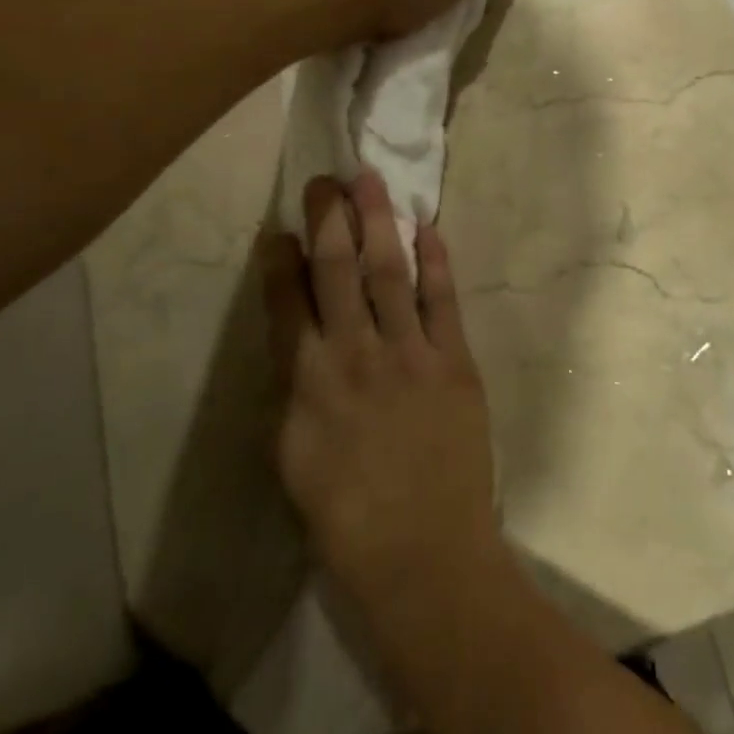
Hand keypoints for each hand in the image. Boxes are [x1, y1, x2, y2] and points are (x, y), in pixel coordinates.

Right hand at [263, 171, 501, 607]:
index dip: (280, 261)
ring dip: (378, 223)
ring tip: (369, 182)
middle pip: (337, 272)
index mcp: (306, 384)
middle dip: (328, 222)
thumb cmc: (347, 520)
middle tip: (325, 181)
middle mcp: (354, 355)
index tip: (279, 228)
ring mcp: (409, 353)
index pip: (287, 304)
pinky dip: (436, 262)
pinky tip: (429, 228)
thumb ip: (296, 393)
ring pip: (389, 272)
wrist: (424, 553)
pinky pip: (443, 300)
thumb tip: (302, 345)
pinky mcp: (454, 361)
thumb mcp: (295, 458)